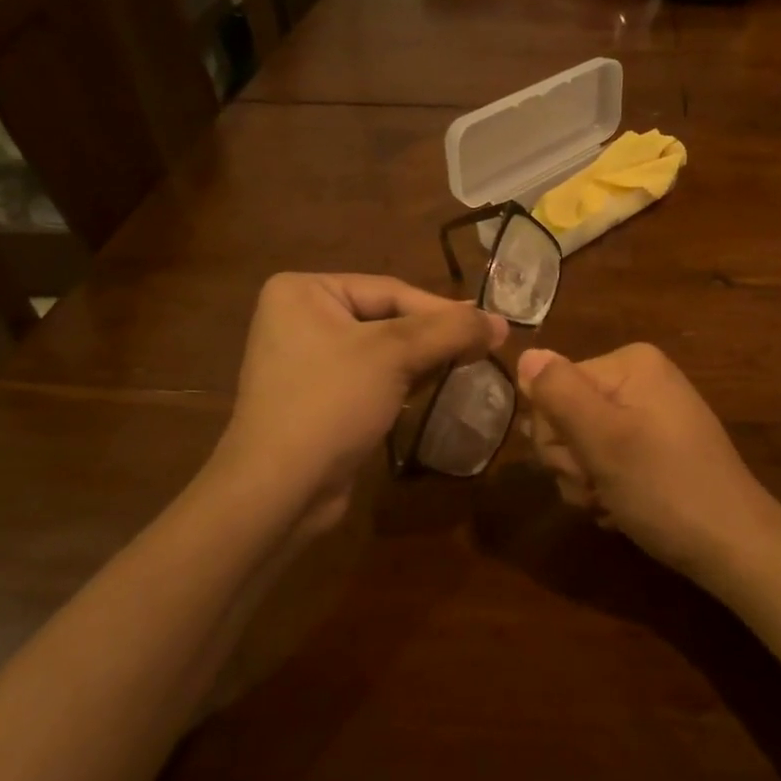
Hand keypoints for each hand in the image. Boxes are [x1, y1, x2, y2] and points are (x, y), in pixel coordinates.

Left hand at [215, 274, 506, 530]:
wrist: (279, 490)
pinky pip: (369, 377)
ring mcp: (305, 360)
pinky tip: (431, 389)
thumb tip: (501, 323)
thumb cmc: (331, 403)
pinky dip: (401, 382)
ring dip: (424, 359)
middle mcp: (299, 317)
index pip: (390, 290)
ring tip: (468, 366)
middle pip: (387, 318)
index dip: (445, 311)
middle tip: (485, 347)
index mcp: (304, 291)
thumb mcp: (395, 356)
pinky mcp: (316, 397)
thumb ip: (450, 331)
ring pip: (382, 350)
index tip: (491, 328)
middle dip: (435, 336)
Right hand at [516, 344, 780, 590]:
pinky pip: (604, 462)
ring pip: (579, 446)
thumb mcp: (603, 439)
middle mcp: (638, 381)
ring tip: (613, 501)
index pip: (552, 386)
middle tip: (598, 485)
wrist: (732, 547)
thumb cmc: (665, 488)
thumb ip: (558, 394)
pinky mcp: (652, 449)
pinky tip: (622, 509)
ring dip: (585, 482)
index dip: (555, 432)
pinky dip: (605, 490)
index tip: (583, 463)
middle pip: (564, 415)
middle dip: (572, 460)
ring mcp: (646, 416)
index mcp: (629, 364)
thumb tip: (525, 354)